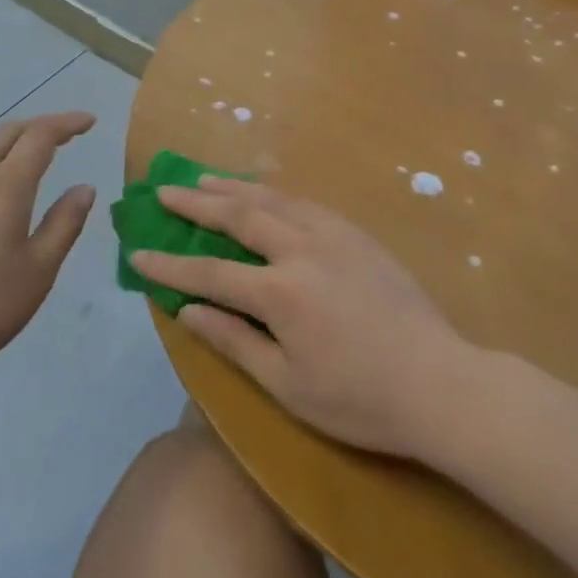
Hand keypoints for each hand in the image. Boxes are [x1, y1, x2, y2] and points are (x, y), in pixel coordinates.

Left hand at [0, 112, 96, 392]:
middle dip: (39, 127)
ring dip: (12, 147)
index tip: (89, 121)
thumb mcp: (38, 271)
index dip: (66, 123)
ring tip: (32, 164)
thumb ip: (64, 224)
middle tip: (65, 137)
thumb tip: (84, 188)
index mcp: (5, 187)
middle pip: (7, 133)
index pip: (39, 136)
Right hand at [133, 178, 468, 458]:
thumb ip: (234, 341)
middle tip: (164, 189)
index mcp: (282, 292)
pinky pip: (304, 202)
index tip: (138, 251)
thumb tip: (187, 310)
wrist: (439, 382)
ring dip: (234, 187)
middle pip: (239, 215)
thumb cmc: (359, 399)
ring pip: (273, 198)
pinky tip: (263, 194)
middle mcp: (303, 249)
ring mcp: (334, 234)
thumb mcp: (288, 386)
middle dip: (197, 202)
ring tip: (204, 178)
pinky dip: (273, 194)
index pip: (211, 271)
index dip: (171, 263)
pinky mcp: (357, 234)